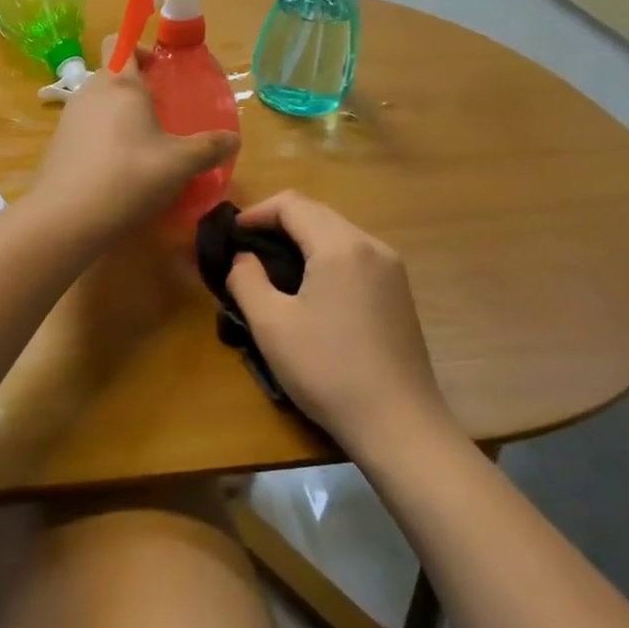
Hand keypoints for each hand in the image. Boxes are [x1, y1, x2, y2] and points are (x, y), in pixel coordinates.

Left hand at [34, 57, 238, 237]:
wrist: (66, 218)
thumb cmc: (129, 177)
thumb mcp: (180, 164)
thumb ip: (209, 148)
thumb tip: (233, 140)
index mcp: (120, 85)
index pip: (120, 43)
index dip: (139, 48)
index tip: (159, 70)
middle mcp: (89, 93)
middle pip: (111, 76)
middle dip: (135, 90)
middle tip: (160, 117)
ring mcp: (68, 120)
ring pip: (97, 105)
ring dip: (118, 117)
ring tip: (142, 148)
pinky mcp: (57, 147)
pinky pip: (84, 132)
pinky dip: (101, 142)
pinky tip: (117, 172)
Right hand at [226, 191, 453, 453]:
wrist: (398, 423)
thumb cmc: (327, 369)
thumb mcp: (270, 324)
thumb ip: (246, 279)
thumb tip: (243, 257)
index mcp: (340, 246)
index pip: (292, 204)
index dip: (255, 212)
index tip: (230, 235)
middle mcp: (371, 245)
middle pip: (317, 213)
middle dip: (277, 223)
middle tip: (245, 249)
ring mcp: (392, 268)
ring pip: (338, 233)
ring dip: (302, 239)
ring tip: (272, 268)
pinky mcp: (399, 292)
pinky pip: (355, 255)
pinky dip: (325, 256)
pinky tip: (310, 288)